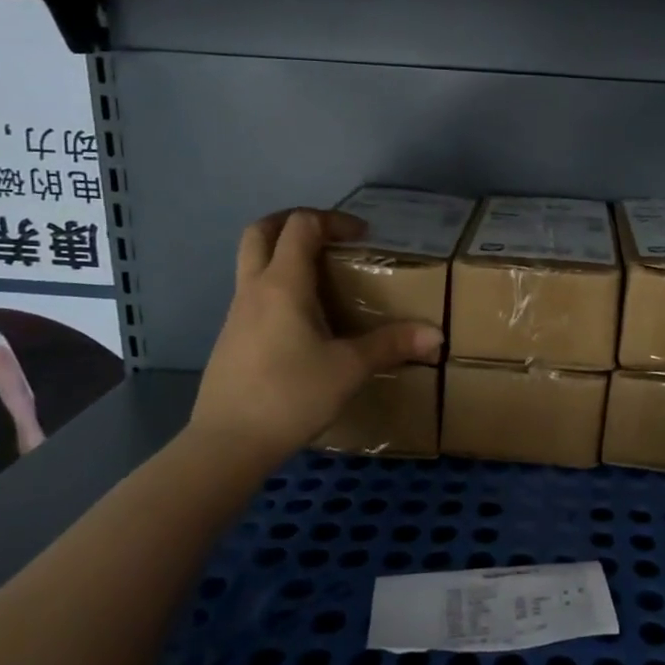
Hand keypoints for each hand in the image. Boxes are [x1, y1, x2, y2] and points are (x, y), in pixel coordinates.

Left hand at [190, 208, 442, 460]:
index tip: (362, 236)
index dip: (333, 220)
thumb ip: (391, 345)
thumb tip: (437, 336)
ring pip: (252, 262)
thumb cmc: (290, 396)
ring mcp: (237, 314)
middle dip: (294, 222)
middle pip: (261, 231)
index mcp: (282, 284)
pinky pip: (253, 293)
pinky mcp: (231, 339)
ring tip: (322, 278)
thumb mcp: (349, 369)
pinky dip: (277, 286)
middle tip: (328, 236)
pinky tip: (304, 321)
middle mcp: (254, 289)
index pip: (301, 226)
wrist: (227, 444)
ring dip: (283, 254)